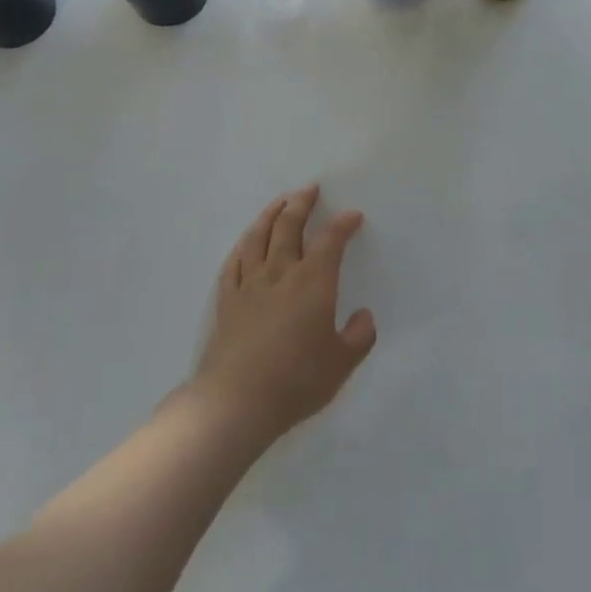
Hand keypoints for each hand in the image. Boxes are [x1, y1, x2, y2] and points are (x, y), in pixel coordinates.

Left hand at [188, 184, 376, 446]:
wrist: (236, 403)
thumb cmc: (296, 381)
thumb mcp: (341, 364)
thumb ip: (359, 337)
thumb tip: (363, 317)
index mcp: (313, 282)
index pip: (331, 240)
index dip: (343, 224)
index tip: (353, 215)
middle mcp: (281, 273)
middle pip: (290, 226)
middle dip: (302, 203)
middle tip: (310, 189)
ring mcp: (249, 284)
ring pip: (258, 237)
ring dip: (270, 214)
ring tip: (279, 202)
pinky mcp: (226, 301)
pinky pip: (233, 263)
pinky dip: (243, 246)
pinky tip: (246, 242)